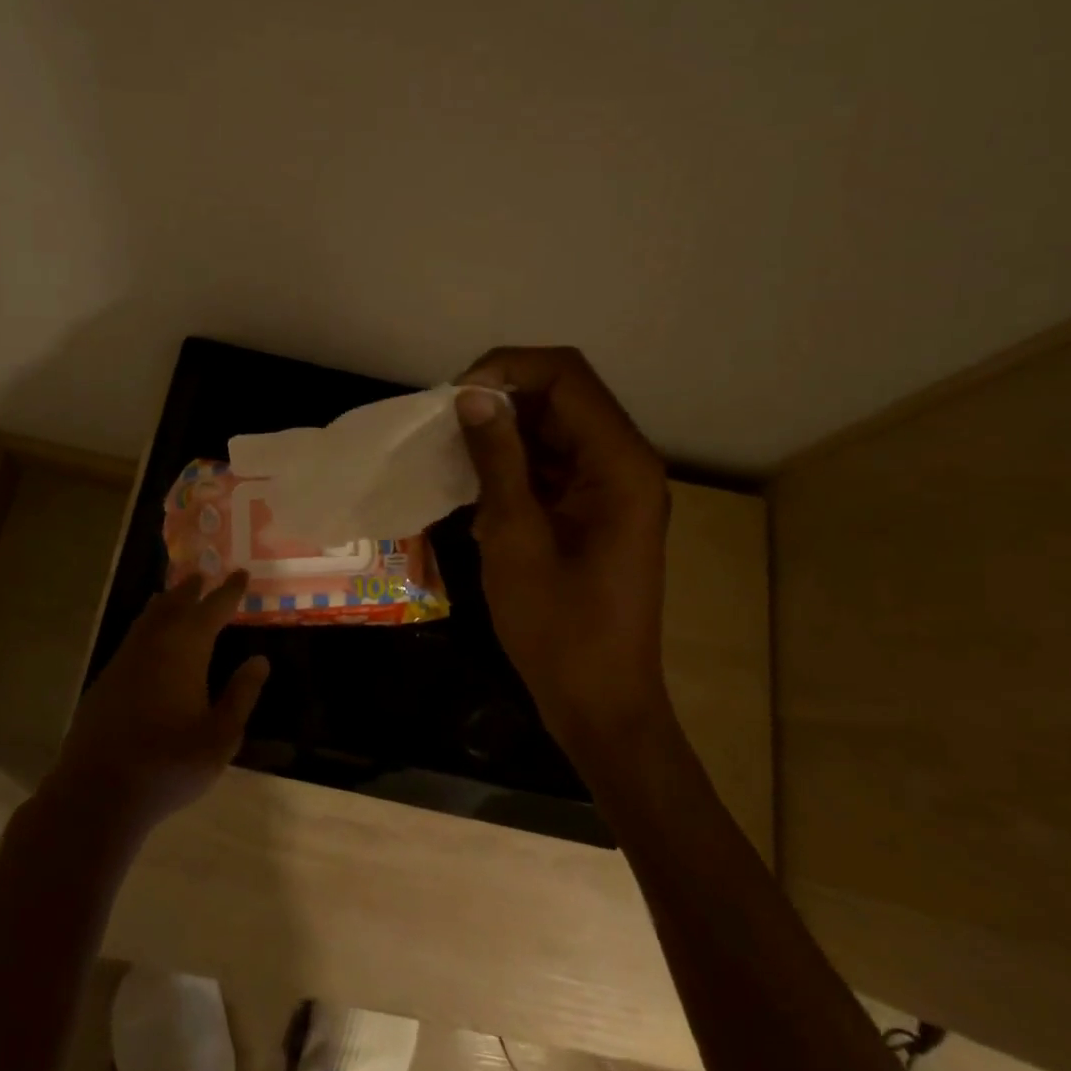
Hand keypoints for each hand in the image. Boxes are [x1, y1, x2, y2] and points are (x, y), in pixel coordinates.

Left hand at [48, 570, 268, 833]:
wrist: (98, 791)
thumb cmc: (169, 764)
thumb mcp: (220, 736)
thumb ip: (240, 695)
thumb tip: (259, 660)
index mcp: (185, 649)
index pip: (212, 609)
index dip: (229, 591)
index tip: (241, 573)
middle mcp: (153, 644)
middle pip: (174, 604)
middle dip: (192, 589)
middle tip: (204, 574)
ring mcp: (124, 660)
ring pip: (148, 618)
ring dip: (166, 603)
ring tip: (175, 595)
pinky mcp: (106, 680)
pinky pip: (133, 638)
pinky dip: (148, 626)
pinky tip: (149, 640)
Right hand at [455, 347, 673, 750]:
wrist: (599, 701)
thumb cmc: (559, 627)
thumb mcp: (515, 538)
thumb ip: (497, 460)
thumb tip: (471, 396)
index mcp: (619, 463)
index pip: (566, 375)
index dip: (507, 368)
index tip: (454, 398)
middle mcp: (624, 462)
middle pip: (563, 394)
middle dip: (502, 397)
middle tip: (445, 426)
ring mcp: (612, 486)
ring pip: (554, 426)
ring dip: (504, 431)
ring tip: (453, 455)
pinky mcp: (596, 508)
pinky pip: (553, 462)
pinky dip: (514, 463)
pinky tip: (477, 488)